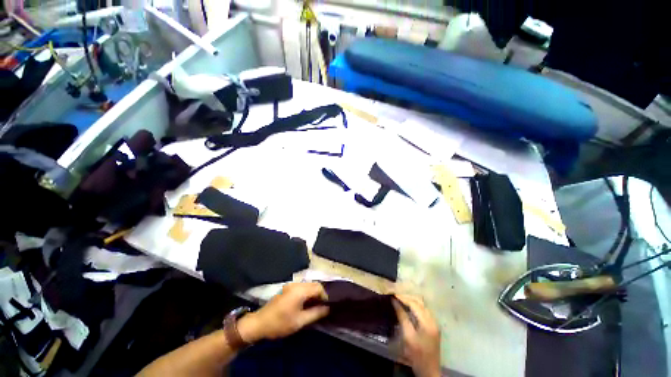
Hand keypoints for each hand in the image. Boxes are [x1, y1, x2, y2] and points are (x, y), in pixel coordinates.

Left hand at [238, 282, 328, 342]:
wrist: (259, 323)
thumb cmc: (280, 323)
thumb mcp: (299, 321)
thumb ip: (316, 313)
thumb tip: (328, 308)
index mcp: (300, 290)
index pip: (318, 287)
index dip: (325, 296)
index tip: (326, 306)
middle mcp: (296, 284)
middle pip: (314, 284)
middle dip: (319, 294)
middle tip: (321, 306)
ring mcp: (291, 285)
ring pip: (308, 285)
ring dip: (313, 293)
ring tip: (314, 306)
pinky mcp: (287, 288)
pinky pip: (301, 287)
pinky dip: (306, 293)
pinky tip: (305, 303)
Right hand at [393, 294, 441, 376]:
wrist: (429, 370)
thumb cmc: (416, 355)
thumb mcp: (407, 336)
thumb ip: (402, 317)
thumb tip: (394, 301)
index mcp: (427, 322)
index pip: (414, 304)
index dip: (403, 298)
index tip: (392, 295)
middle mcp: (433, 320)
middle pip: (419, 302)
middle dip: (407, 297)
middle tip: (395, 296)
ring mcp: (434, 322)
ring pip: (422, 305)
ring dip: (411, 301)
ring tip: (399, 300)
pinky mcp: (433, 326)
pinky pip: (423, 310)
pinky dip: (415, 306)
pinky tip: (407, 308)